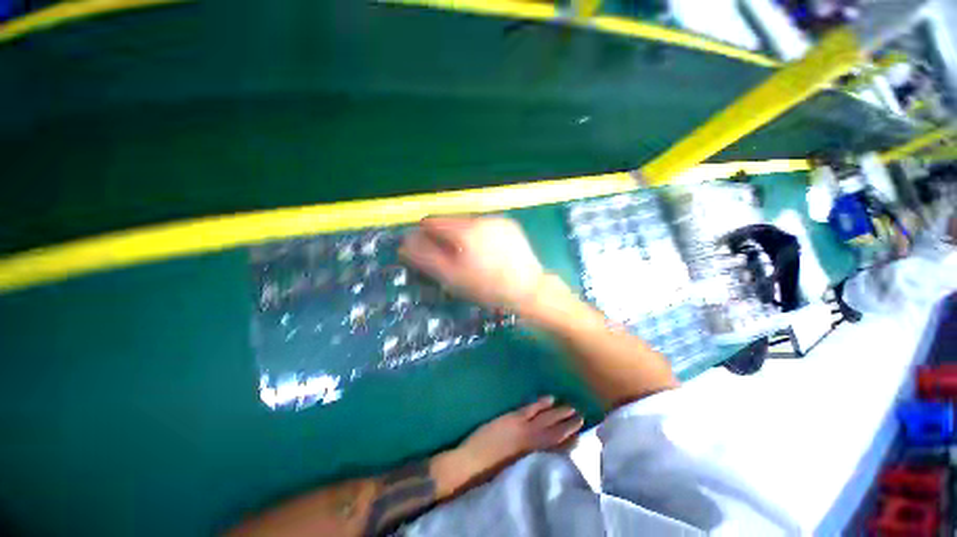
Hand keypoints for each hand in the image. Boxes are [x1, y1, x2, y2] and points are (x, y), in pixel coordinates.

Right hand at [399, 216, 543, 309]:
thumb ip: (425, 257)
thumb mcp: (451, 277)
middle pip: (450, 220)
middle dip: (445, 236)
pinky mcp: (510, 226)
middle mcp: (481, 218)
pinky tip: (488, 253)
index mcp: (464, 229)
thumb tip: (405, 242)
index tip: (430, 251)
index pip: (431, 221)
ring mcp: (498, 220)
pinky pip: (486, 226)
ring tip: (472, 258)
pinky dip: (479, 236)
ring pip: (468, 223)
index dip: (425, 235)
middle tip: (452, 259)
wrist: (528, 290)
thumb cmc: (487, 287)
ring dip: (462, 236)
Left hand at [451, 397, 582, 483]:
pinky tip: (550, 398)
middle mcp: (530, 443)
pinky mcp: (512, 419)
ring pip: (545, 419)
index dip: (568, 441)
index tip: (579, 435)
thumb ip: (528, 459)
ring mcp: (521, 428)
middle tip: (581, 417)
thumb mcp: (513, 469)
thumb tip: (541, 452)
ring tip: (572, 407)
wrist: (470, 463)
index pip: (554, 447)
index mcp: (530, 457)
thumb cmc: (490, 472)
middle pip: (553, 433)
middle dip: (568, 425)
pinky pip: (530, 409)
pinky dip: (541, 404)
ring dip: (559, 413)